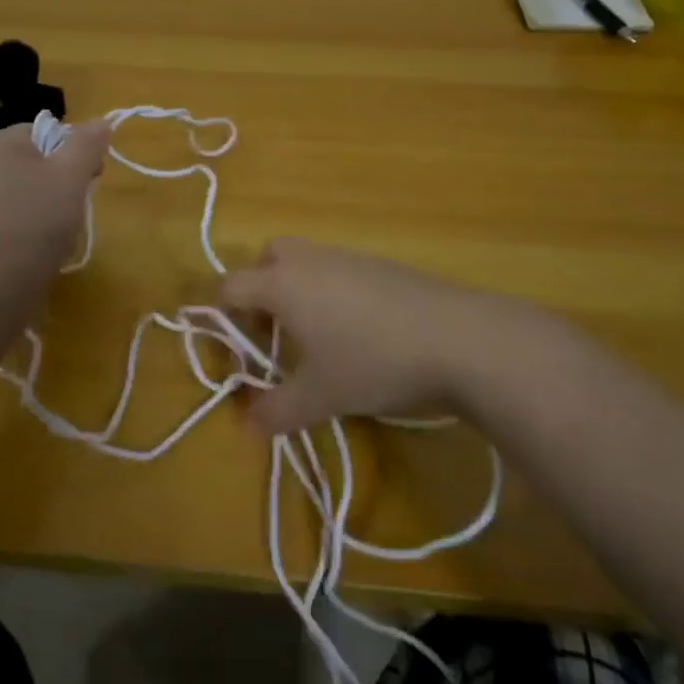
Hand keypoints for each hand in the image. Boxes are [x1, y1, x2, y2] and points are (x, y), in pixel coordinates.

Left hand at [0, 118, 110, 267]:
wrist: (0, 279)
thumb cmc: (37, 216)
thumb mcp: (72, 173)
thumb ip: (88, 143)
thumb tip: (102, 122)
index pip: (49, 132)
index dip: (76, 152)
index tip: (91, 177)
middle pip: (42, 160)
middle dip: (66, 181)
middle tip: (76, 204)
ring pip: (35, 189)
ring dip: (56, 204)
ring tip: (62, 227)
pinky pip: (21, 212)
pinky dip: (38, 223)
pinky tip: (47, 241)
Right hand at [221, 238, 495, 436]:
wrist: (462, 339)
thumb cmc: (374, 362)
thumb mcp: (320, 397)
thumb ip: (277, 411)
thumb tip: (246, 426)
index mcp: (284, 284)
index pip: (232, 286)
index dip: (222, 316)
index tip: (236, 350)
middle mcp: (312, 261)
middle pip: (269, 257)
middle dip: (261, 289)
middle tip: (274, 332)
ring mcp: (352, 258)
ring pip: (308, 261)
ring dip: (300, 291)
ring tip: (318, 337)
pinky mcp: (385, 266)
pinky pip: (342, 270)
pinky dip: (335, 292)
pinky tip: (360, 332)